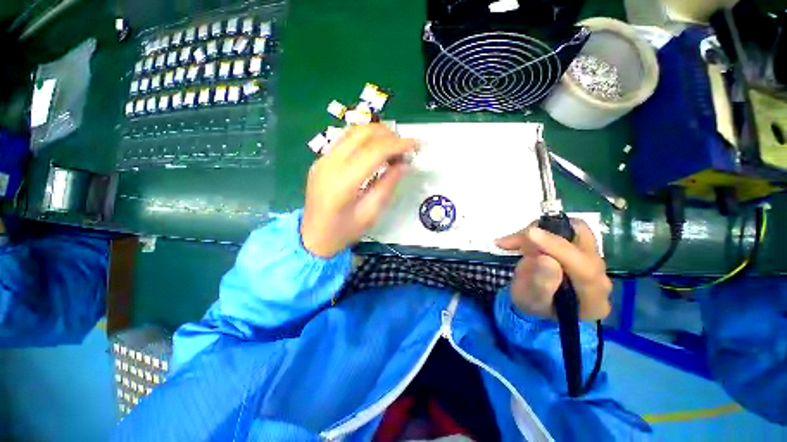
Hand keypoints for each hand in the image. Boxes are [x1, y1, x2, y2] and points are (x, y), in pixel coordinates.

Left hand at [301, 124, 415, 257]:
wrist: (312, 237)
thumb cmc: (342, 232)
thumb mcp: (370, 214)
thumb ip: (387, 187)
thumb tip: (404, 165)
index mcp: (342, 182)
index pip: (374, 151)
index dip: (398, 144)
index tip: (416, 144)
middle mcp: (329, 164)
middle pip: (362, 133)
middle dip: (388, 135)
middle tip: (404, 147)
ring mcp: (322, 160)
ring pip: (352, 132)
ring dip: (376, 134)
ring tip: (392, 147)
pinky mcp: (321, 160)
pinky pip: (345, 140)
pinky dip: (364, 139)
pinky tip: (374, 151)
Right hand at [495, 220, 611, 320]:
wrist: (533, 300)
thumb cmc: (530, 304)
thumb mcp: (529, 300)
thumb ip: (540, 284)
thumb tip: (546, 259)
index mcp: (594, 301)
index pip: (585, 269)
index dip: (557, 248)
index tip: (530, 234)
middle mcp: (601, 279)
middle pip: (584, 244)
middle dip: (546, 236)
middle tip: (515, 242)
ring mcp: (593, 261)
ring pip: (574, 230)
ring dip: (541, 231)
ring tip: (515, 243)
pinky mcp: (582, 248)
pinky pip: (565, 229)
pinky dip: (540, 229)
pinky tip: (522, 239)